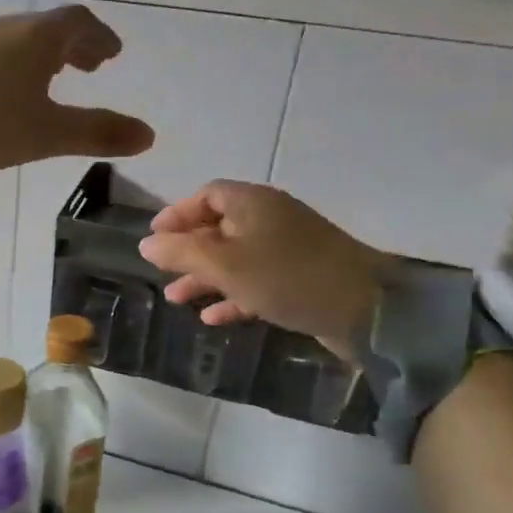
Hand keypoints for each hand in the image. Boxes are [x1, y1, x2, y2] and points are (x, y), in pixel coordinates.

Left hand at [0, 4, 154, 170]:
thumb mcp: (44, 134)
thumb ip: (95, 133)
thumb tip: (149, 134)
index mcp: (38, 37)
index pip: (80, 24)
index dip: (100, 39)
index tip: (112, 55)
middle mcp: (6, 29)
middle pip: (48, 29)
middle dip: (74, 47)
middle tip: (89, 67)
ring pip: (17, 42)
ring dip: (41, 57)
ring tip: (48, 81)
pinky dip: (11, 68)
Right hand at [137, 181, 386, 355]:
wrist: (367, 309)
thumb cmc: (285, 276)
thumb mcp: (223, 263)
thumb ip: (180, 252)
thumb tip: (145, 244)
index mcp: (253, 203)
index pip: (207, 195)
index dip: (178, 213)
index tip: (154, 237)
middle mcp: (271, 219)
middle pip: (220, 227)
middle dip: (188, 251)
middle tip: (163, 271)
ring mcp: (289, 249)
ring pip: (236, 258)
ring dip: (206, 277)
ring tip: (178, 299)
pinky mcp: (302, 278)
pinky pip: (257, 281)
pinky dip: (233, 295)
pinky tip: (213, 317)